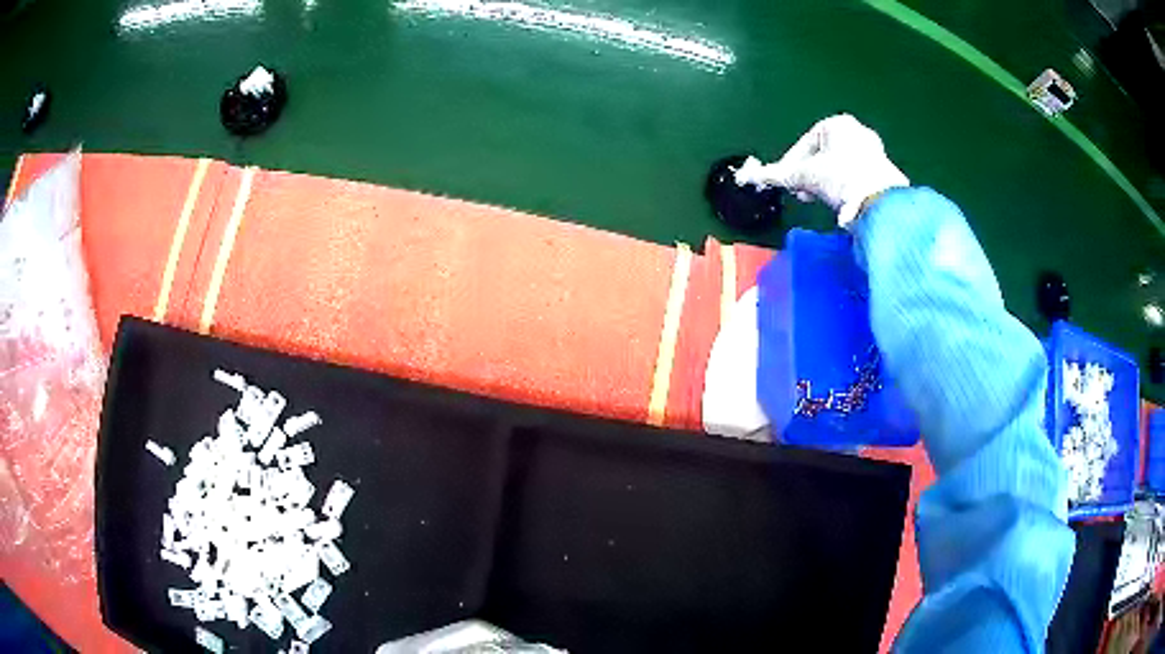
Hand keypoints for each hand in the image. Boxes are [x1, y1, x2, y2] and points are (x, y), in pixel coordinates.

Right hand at [733, 114, 909, 226]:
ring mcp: (874, 151)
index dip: (791, 163)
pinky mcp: (884, 172)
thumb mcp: (805, 176)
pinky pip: (855, 177)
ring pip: (839, 166)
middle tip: (801, 192)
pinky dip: (843, 188)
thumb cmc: (840, 178)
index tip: (786, 182)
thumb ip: (777, 175)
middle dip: (809, 174)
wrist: (880, 202)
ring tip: (818, 199)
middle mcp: (857, 131)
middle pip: (823, 154)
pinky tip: (839, 203)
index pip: (805, 142)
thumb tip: (747, 176)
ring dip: (825, 182)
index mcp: (837, 123)